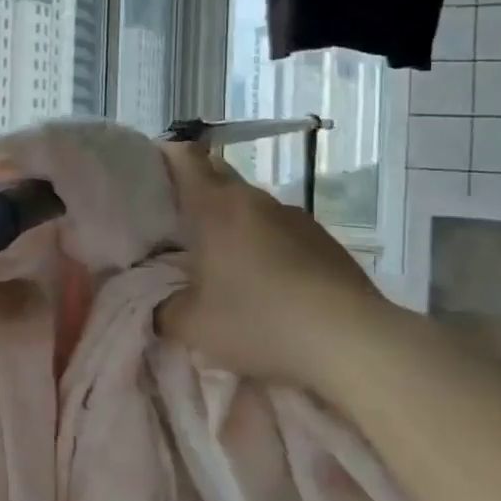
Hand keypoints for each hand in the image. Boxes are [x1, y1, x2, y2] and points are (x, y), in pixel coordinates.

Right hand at [156, 143, 391, 391]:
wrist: (353, 343)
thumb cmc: (260, 322)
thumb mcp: (193, 326)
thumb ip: (163, 309)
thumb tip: (159, 306)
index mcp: (216, 207)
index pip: (184, 157)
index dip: (163, 156)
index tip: (146, 171)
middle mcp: (255, 200)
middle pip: (217, 176)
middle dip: (194, 190)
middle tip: (172, 220)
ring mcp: (295, 218)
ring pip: (250, 206)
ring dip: (231, 222)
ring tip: (219, 258)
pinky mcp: (323, 241)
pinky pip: (279, 231)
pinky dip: (263, 244)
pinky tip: (264, 281)